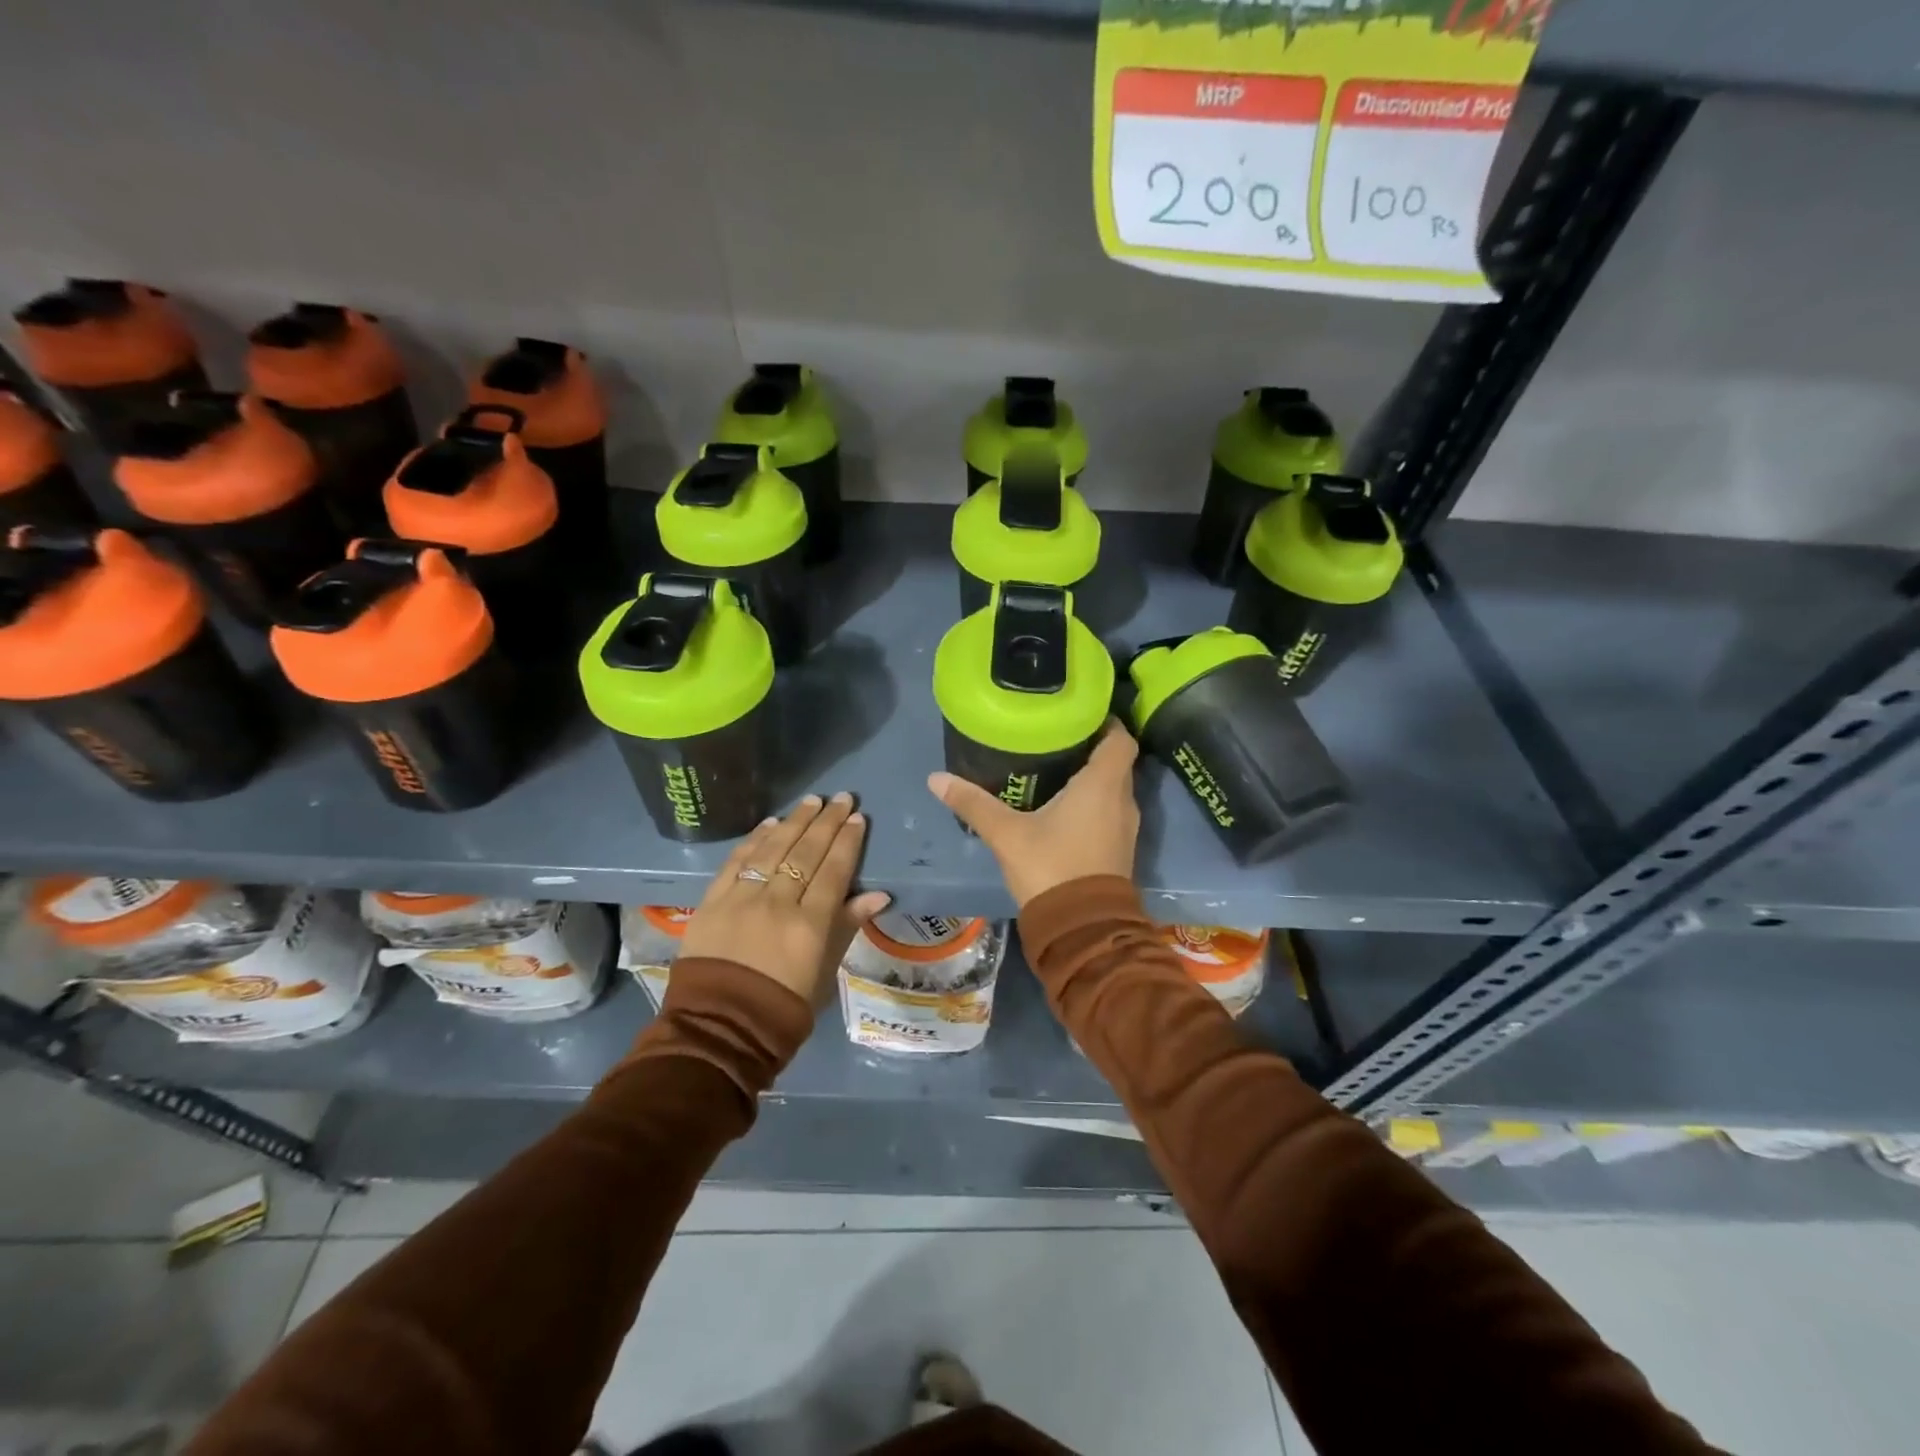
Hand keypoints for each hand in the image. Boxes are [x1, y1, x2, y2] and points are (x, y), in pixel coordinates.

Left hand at [680, 793, 890, 1006]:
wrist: (720, 1028)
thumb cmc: (783, 1007)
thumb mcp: (825, 971)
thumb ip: (847, 926)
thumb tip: (878, 894)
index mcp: (810, 925)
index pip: (834, 871)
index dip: (848, 842)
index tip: (858, 818)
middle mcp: (777, 903)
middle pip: (806, 853)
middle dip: (826, 822)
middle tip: (842, 798)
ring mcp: (742, 899)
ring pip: (773, 849)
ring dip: (794, 822)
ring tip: (811, 801)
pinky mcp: (713, 901)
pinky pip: (737, 861)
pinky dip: (755, 839)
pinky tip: (770, 823)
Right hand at [927, 720, 1140, 909]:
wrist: (1082, 929)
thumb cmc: (1051, 868)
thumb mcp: (1007, 834)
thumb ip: (974, 803)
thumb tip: (936, 778)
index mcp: (1102, 785)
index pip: (1120, 738)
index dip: (1106, 721)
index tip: (1079, 713)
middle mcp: (1122, 800)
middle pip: (1116, 761)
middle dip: (1091, 746)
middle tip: (1057, 736)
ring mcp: (1125, 827)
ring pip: (1113, 788)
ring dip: (1093, 776)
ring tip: (1056, 766)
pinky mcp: (1120, 849)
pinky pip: (1110, 811)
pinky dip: (1093, 801)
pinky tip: (1063, 805)